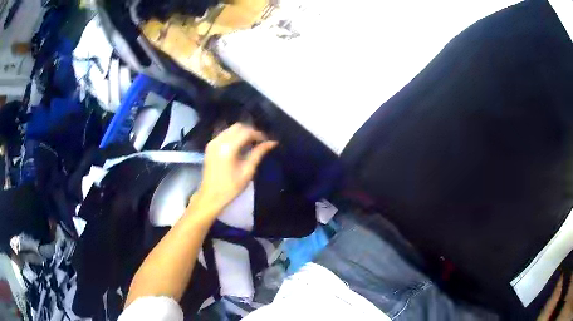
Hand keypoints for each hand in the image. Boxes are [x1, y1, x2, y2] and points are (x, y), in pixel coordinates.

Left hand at [192, 123, 277, 216]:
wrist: (211, 196)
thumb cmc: (231, 187)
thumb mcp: (247, 171)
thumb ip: (258, 153)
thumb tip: (272, 142)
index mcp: (228, 148)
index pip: (246, 132)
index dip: (258, 134)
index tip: (267, 141)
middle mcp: (219, 141)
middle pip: (238, 127)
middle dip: (250, 131)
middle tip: (260, 142)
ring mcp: (212, 142)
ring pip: (231, 129)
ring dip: (242, 133)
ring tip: (251, 144)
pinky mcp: (210, 146)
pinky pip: (224, 134)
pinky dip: (234, 136)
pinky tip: (240, 146)